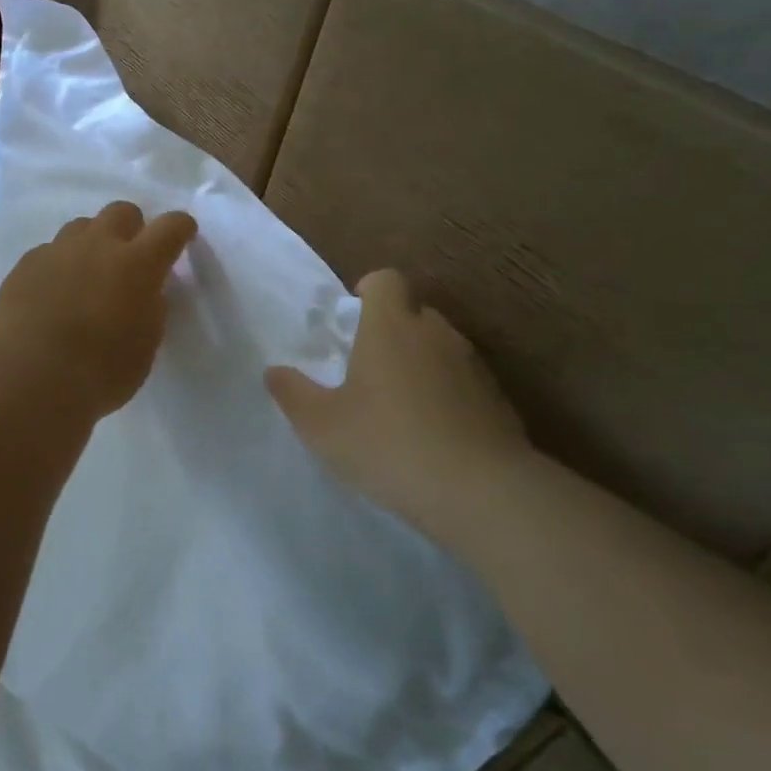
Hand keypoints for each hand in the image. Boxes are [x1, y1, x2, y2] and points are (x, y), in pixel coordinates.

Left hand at [0, 202, 198, 419]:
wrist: (31, 380)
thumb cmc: (101, 372)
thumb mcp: (146, 343)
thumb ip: (150, 306)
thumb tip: (144, 290)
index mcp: (138, 264)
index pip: (171, 226)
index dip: (180, 228)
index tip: (182, 236)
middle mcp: (98, 245)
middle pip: (121, 212)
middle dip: (131, 229)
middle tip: (128, 260)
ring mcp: (57, 251)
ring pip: (81, 227)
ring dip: (92, 245)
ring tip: (86, 278)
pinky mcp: (25, 265)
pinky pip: (49, 253)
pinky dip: (58, 267)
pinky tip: (52, 297)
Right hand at [265, 269, 533, 528]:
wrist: (480, 490)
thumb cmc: (387, 444)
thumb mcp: (321, 425)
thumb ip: (292, 393)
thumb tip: (274, 372)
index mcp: (390, 327)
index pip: (386, 280)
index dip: (368, 290)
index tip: (353, 318)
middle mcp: (435, 334)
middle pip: (414, 312)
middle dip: (391, 331)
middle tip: (366, 369)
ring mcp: (472, 365)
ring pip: (440, 348)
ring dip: (419, 364)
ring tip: (398, 407)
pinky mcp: (497, 399)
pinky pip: (463, 382)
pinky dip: (446, 395)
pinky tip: (432, 435)